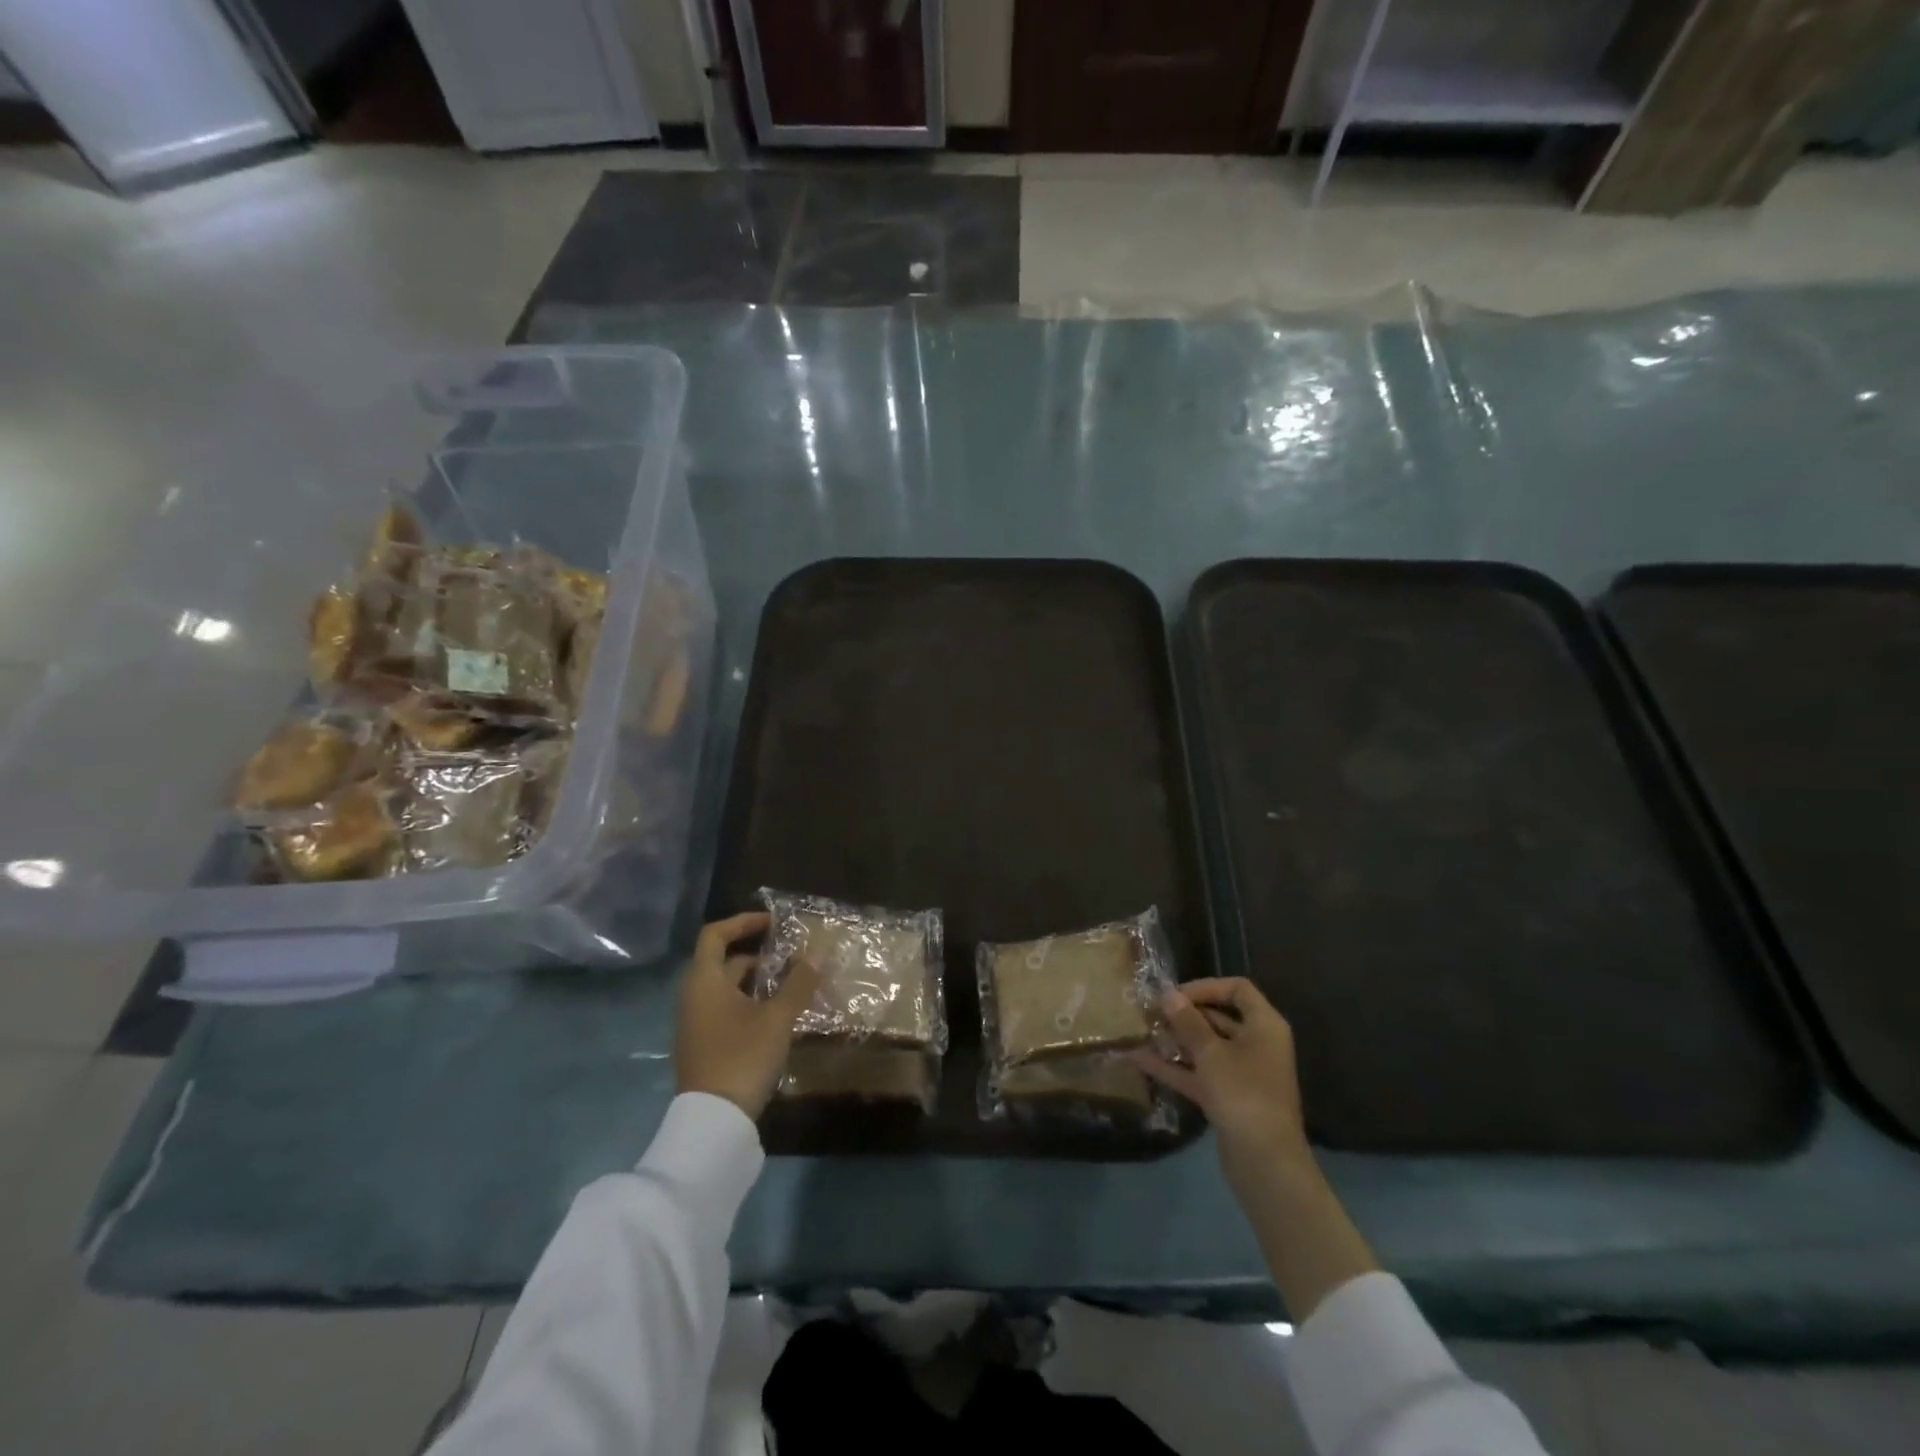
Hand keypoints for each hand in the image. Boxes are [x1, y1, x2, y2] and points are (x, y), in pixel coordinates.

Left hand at [675, 912, 819, 1118]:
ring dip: (758, 982)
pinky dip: (751, 1003)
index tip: (772, 923)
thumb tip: (817, 954)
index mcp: (704, 981)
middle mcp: (695, 997)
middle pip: (724, 962)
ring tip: (793, 985)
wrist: (713, 1121)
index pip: (715, 935)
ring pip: (728, 989)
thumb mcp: (777, 1018)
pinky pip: (727, 1010)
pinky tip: (778, 1016)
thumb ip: (798, 983)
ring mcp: (697, 1024)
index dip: (742, 922)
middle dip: (759, 956)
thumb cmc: (742, 1057)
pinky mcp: (705, 1046)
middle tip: (792, 957)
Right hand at [1139, 978, 1378, 1320]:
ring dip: (1176, 1040)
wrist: (1265, 1164)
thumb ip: (1187, 1022)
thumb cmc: (1242, 1094)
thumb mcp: (1210, 1053)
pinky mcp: (1229, 1098)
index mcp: (1264, 1026)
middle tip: (1150, 1012)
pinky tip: (1141, 1059)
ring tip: (1142, 1032)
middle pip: (1219, 1017)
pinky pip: (1200, 1073)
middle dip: (1184, 1015)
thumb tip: (1169, 994)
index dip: (1205, 986)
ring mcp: (1243, 1073)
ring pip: (1206, 1047)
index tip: (1174, 995)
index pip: (1237, 989)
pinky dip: (1175, 1066)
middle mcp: (1257, 1044)